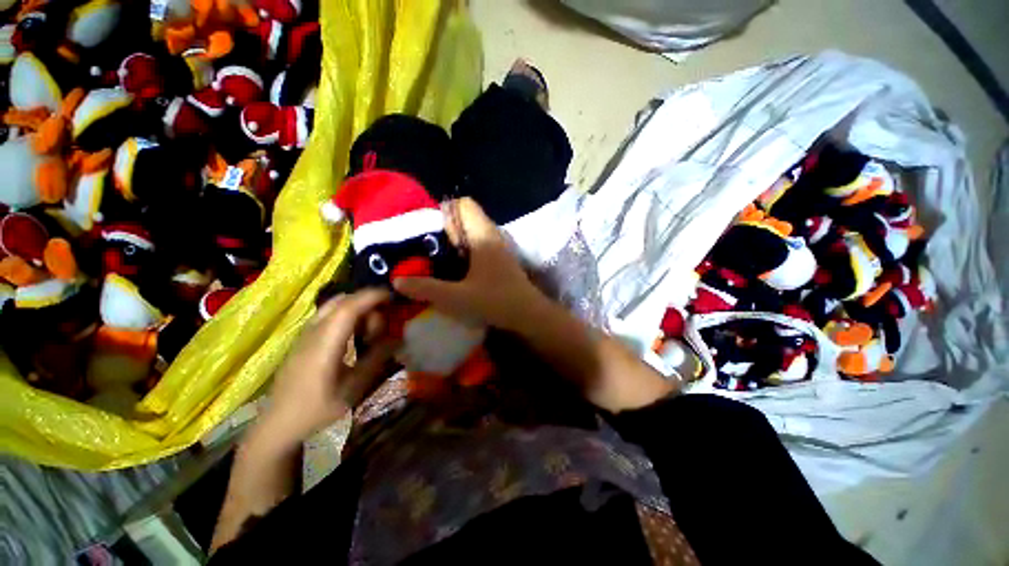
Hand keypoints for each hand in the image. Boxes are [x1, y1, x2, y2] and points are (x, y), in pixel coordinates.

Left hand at [251, 289, 397, 452]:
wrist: (277, 424)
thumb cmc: (317, 409)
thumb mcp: (353, 389)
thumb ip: (377, 360)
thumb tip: (398, 337)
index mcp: (324, 344)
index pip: (349, 308)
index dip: (372, 297)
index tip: (393, 297)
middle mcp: (312, 332)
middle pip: (343, 301)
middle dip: (367, 304)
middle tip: (380, 329)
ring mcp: (305, 334)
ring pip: (334, 305)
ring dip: (356, 309)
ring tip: (367, 333)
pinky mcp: (303, 338)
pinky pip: (328, 314)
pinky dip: (347, 314)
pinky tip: (353, 335)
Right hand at [394, 198, 545, 331]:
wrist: (528, 314)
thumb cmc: (496, 301)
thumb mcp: (457, 298)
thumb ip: (426, 289)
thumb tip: (397, 281)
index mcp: (483, 235)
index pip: (464, 204)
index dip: (444, 211)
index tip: (428, 230)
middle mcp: (492, 235)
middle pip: (465, 217)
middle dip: (444, 228)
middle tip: (425, 246)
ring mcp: (498, 247)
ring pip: (471, 232)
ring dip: (454, 241)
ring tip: (434, 258)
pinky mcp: (499, 259)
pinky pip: (478, 245)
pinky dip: (464, 251)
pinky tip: (453, 269)